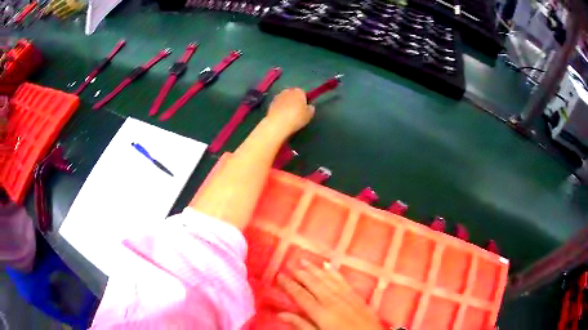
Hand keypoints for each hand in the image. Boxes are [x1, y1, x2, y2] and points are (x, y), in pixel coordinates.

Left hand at [266, 88, 314, 133]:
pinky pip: (278, 104)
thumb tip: (309, 106)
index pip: (303, 93)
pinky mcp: (271, 103)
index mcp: (298, 91)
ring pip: (285, 99)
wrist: (277, 124)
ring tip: (288, 115)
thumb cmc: (296, 118)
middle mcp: (287, 91)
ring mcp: (278, 96)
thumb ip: (311, 109)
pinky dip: (280, 108)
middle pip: (293, 94)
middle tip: (297, 111)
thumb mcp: (309, 115)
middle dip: (295, 100)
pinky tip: (281, 116)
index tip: (304, 108)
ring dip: (287, 104)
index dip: (304, 100)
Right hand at [277, 260, 383, 329]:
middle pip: (313, 284)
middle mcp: (332, 301)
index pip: (300, 295)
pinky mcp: (357, 296)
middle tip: (289, 263)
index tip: (279, 275)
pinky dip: (333, 272)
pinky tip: (327, 265)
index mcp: (321, 313)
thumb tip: (281, 314)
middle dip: (300, 273)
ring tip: (304, 260)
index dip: (289, 285)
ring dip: (314, 269)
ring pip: (327, 279)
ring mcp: (346, 297)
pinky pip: (343, 280)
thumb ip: (301, 325)